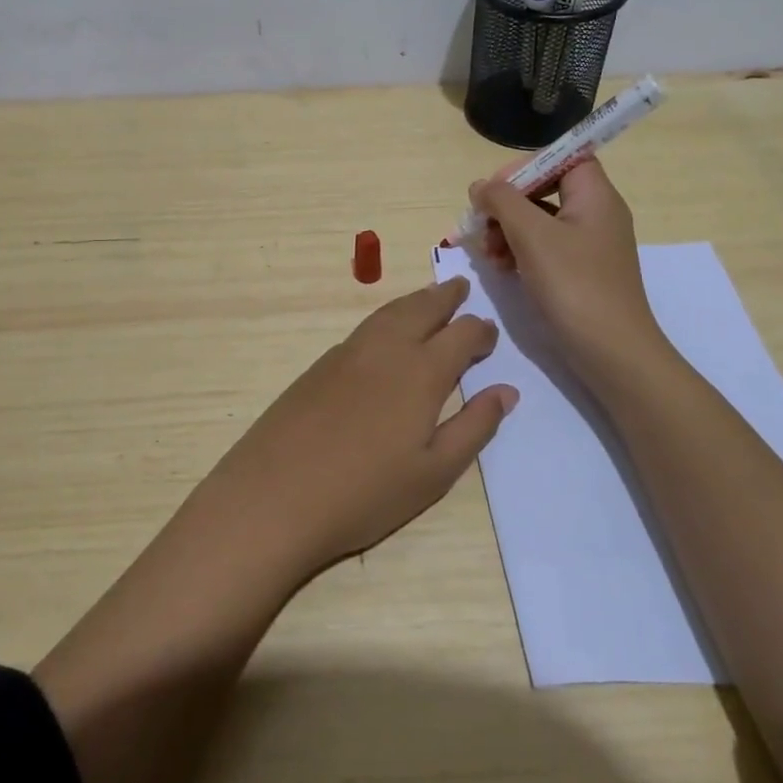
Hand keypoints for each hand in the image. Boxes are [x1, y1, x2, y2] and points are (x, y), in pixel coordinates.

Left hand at [201, 278, 516, 576]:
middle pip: (422, 308)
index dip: (480, 331)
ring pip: (390, 312)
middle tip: (461, 287)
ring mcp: (349, 353)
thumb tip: (506, 391)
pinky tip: (387, 330)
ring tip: (429, 297)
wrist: (276, 495)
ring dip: (415, 300)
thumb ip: (474, 427)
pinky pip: (366, 326)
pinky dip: (387, 316)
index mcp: (421, 372)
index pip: (461, 334)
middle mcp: (387, 349)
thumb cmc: (365, 493)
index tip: (490, 334)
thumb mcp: (434, 473)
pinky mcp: (321, 364)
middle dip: (446, 297)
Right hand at [469, 158, 666, 382]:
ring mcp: (589, 246)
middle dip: (508, 204)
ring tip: (487, 253)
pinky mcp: (580, 273)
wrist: (612, 353)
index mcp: (595, 196)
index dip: (527, 166)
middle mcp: (596, 214)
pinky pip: (545, 248)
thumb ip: (502, 201)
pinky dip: (520, 252)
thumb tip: (481, 186)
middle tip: (482, 224)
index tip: (496, 189)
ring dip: (508, 230)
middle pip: (545, 189)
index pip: (562, 157)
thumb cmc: (574, 285)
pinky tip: (501, 268)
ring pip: (540, 221)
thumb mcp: (532, 235)